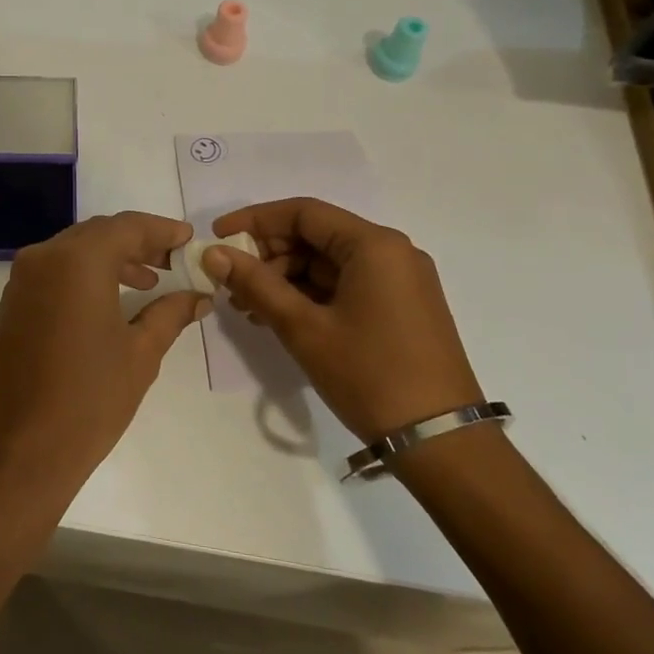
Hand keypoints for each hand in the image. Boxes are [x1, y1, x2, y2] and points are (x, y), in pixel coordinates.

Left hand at [0, 213, 209, 506]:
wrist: (16, 454)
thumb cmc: (88, 400)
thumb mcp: (140, 354)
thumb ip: (170, 314)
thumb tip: (198, 296)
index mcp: (76, 261)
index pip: (127, 227)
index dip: (162, 230)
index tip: (189, 240)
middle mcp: (42, 258)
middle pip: (97, 235)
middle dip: (137, 244)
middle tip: (172, 262)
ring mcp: (19, 282)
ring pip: (72, 252)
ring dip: (110, 260)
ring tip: (147, 283)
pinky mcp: (9, 307)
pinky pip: (52, 274)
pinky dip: (83, 277)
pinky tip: (106, 303)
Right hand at [202, 198, 482, 442]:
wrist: (440, 441)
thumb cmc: (369, 375)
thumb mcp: (304, 328)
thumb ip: (256, 285)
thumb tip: (213, 254)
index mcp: (374, 245)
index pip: (303, 212)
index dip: (255, 220)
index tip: (218, 238)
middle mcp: (392, 252)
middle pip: (316, 236)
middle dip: (268, 255)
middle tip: (230, 284)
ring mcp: (399, 281)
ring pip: (328, 263)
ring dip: (285, 279)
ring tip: (249, 308)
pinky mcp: (400, 307)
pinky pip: (345, 285)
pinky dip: (310, 296)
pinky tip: (279, 317)